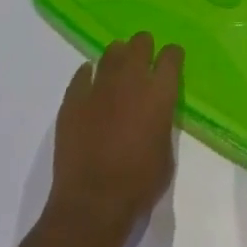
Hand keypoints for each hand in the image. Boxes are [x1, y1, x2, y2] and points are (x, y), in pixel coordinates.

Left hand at [45, 33, 183, 243]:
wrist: (91, 205)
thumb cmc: (137, 186)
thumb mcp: (166, 156)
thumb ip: (162, 124)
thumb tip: (155, 114)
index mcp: (158, 92)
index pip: (171, 55)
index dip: (172, 57)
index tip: (170, 64)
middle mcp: (131, 78)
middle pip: (141, 42)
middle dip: (145, 49)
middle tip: (143, 65)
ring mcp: (100, 85)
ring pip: (112, 51)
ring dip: (118, 59)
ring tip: (117, 76)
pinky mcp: (74, 98)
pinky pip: (83, 73)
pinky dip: (89, 76)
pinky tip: (91, 88)